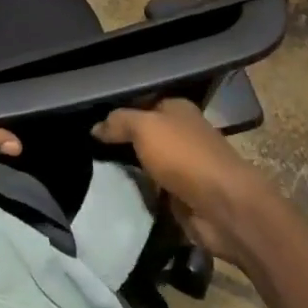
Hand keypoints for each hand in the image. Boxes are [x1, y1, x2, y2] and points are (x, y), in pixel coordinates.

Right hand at [93, 98, 273, 265]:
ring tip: (91, 168)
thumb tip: (95, 127)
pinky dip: (137, 190)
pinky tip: (113, 190)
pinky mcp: (181, 195)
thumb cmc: (184, 156)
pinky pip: (151, 188)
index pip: (140, 101)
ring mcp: (182, 165)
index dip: (116, 109)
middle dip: (118, 140)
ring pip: (145, 162)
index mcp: (176, 108)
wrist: (223, 207)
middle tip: (85, 145)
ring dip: (126, 167)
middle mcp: (180, 133)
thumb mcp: (145, 127)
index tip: (88, 119)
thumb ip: (119, 122)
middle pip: (142, 133)